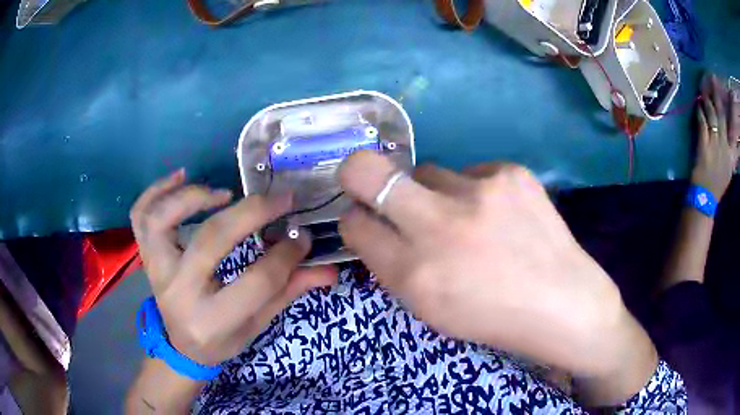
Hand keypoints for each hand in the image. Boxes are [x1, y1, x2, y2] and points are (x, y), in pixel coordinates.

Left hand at [130, 169, 335, 365]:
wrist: (181, 346)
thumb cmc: (221, 339)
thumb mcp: (258, 324)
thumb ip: (289, 292)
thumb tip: (330, 270)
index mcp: (213, 319)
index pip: (258, 280)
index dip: (287, 254)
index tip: (303, 235)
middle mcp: (179, 292)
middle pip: (212, 240)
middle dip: (252, 213)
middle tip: (280, 199)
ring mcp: (157, 271)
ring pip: (162, 220)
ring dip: (194, 196)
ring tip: (224, 192)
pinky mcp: (146, 256)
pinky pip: (140, 214)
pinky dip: (156, 189)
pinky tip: (182, 176)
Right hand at [338, 153, 648, 380]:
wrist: (562, 302)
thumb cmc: (492, 316)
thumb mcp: (429, 308)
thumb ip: (394, 265)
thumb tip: (373, 224)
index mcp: (414, 273)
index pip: (354, 223)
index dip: (354, 220)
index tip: (365, 220)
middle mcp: (439, 225)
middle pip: (365, 169)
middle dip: (356, 174)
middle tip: (368, 182)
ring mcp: (479, 191)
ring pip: (426, 171)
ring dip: (433, 193)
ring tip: (467, 218)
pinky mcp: (511, 174)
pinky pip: (471, 173)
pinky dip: (475, 191)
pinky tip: (499, 214)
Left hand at [691, 74, 739, 200]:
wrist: (706, 198)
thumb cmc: (718, 185)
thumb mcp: (730, 170)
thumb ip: (733, 155)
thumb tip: (735, 141)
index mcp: (731, 154)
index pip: (731, 127)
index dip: (728, 109)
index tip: (725, 93)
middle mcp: (725, 146)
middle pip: (722, 116)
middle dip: (717, 95)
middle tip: (713, 78)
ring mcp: (715, 145)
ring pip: (712, 116)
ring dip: (708, 100)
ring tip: (704, 86)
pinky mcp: (704, 145)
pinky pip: (702, 123)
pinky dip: (700, 112)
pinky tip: (698, 103)